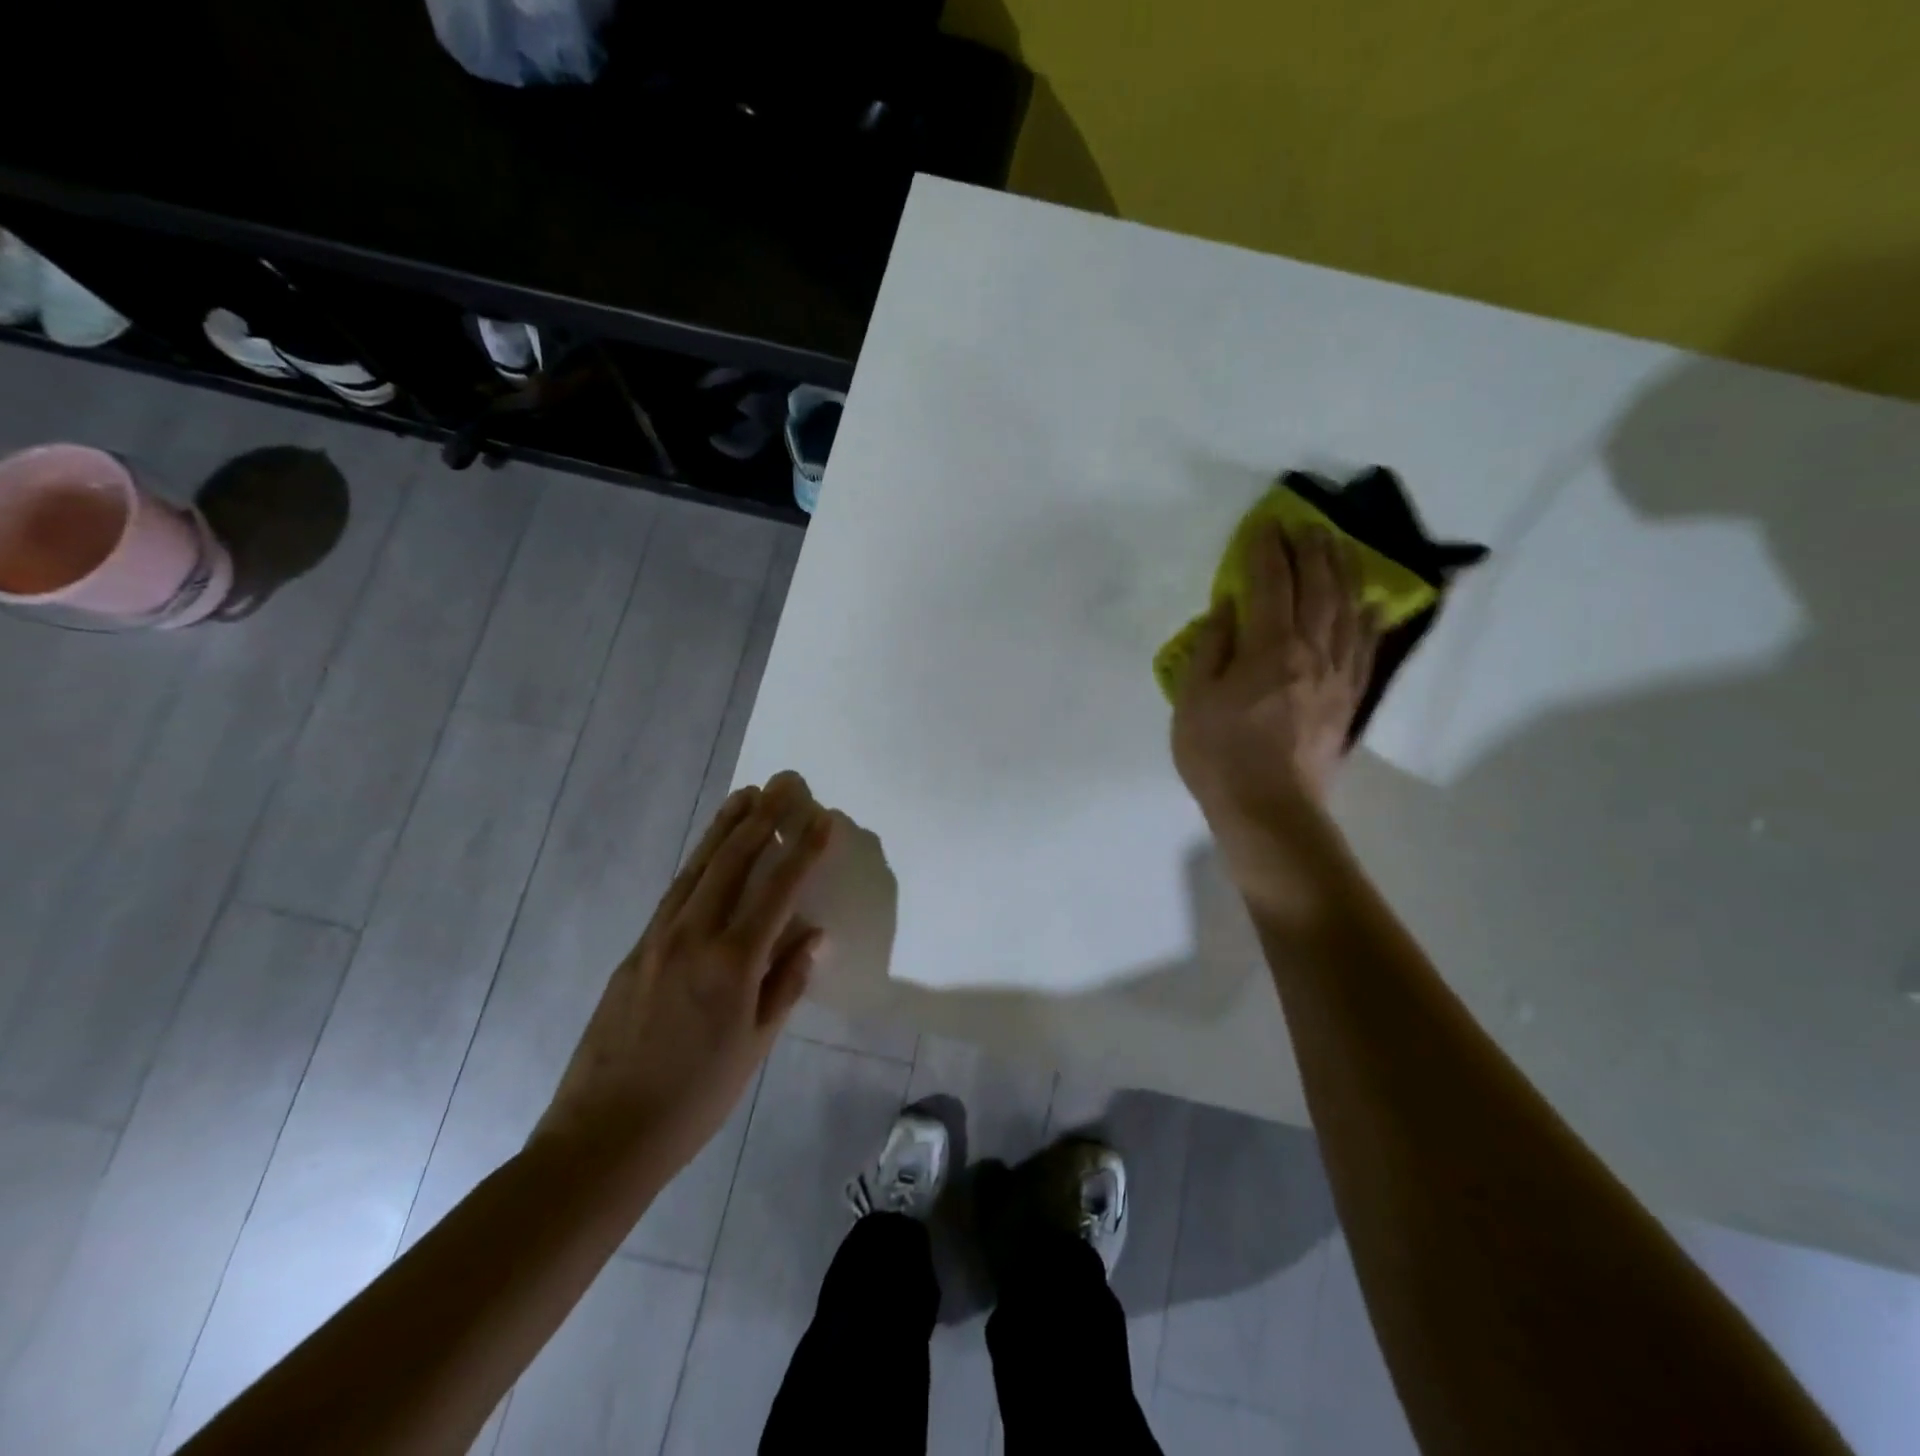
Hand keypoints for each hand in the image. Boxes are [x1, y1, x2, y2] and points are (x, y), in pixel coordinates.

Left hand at [533, 776, 833, 1179]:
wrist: (603, 1135)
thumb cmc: (695, 1099)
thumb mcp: (754, 1046)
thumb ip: (785, 983)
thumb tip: (814, 934)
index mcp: (732, 963)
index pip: (777, 891)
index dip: (803, 850)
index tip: (822, 816)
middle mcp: (694, 936)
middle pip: (733, 861)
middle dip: (763, 818)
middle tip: (785, 782)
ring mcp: (659, 938)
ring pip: (698, 867)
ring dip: (725, 826)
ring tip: (747, 794)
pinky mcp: (636, 948)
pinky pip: (676, 890)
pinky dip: (699, 860)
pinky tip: (709, 850)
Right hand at [1172, 521, 1377, 824]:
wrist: (1269, 809)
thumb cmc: (1219, 755)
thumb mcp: (1193, 700)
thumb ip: (1212, 647)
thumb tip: (1229, 607)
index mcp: (1269, 648)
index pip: (1272, 583)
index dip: (1267, 550)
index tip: (1264, 524)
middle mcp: (1311, 651)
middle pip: (1318, 587)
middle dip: (1312, 549)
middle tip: (1306, 524)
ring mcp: (1337, 674)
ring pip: (1348, 609)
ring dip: (1344, 571)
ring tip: (1340, 546)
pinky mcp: (1349, 698)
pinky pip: (1365, 647)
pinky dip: (1369, 618)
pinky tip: (1370, 603)